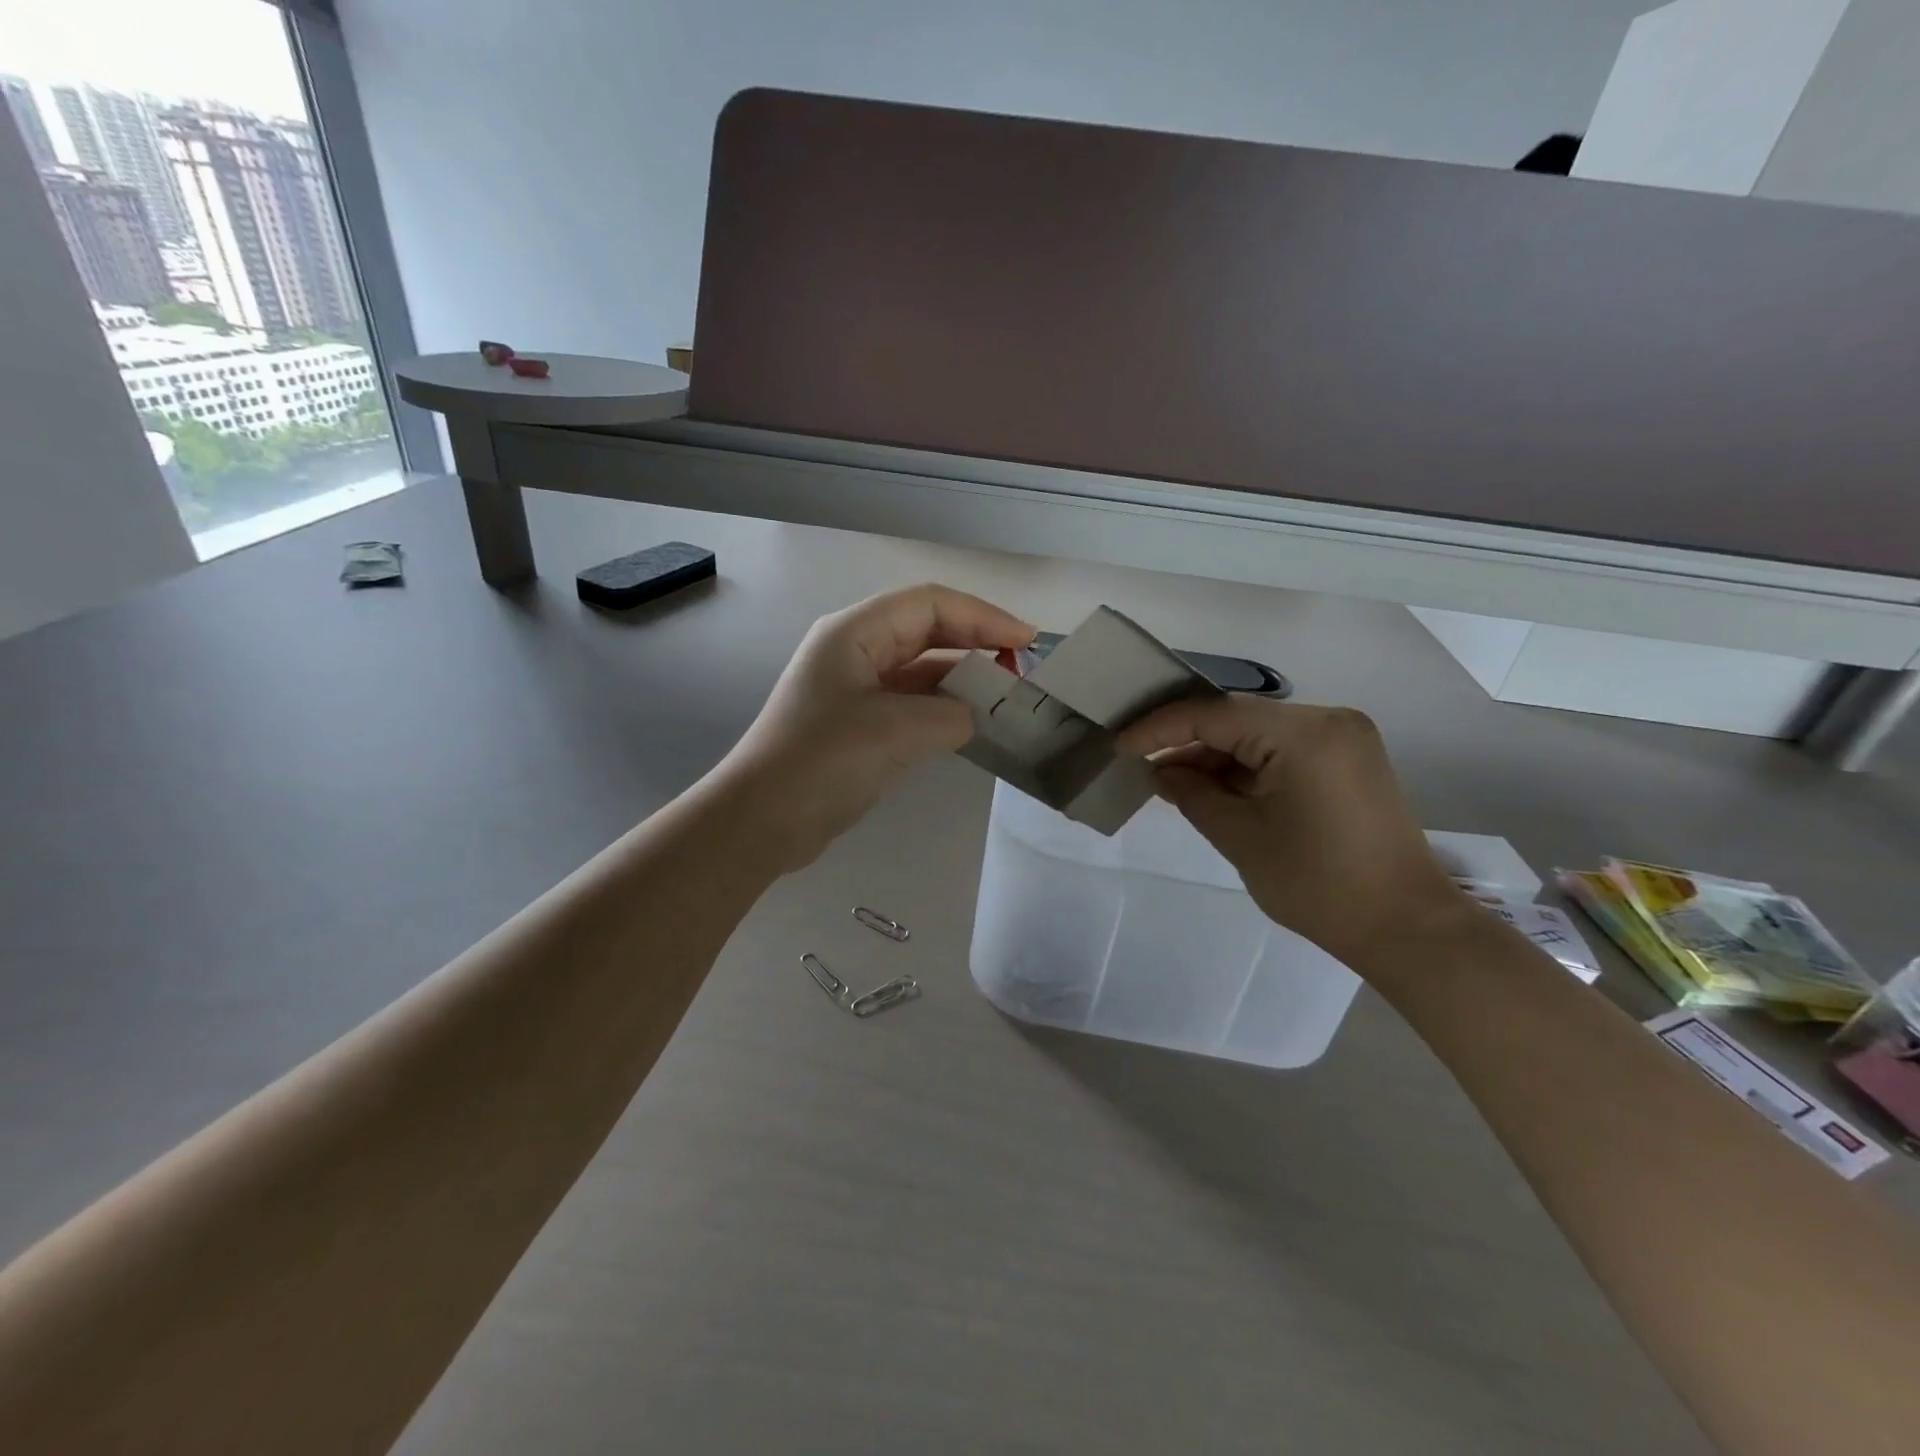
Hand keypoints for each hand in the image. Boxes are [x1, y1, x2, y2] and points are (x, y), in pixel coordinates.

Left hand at [717, 584, 1034, 872]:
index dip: (982, 616)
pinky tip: (972, 724)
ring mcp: (854, 688)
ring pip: (920, 668)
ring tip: (1006, 697)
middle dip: (976, 642)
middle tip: (1022, 668)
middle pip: (926, 630)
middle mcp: (854, 650)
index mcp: (854, 632)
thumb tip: (974, 716)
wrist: (762, 821)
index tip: (1026, 641)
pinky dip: (943, 708)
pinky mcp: (858, 723)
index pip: (930, 604)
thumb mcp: (895, 730)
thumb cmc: (823, 761)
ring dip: (962, 678)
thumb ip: (950, 714)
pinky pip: (910, 702)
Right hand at [1117, 697, 1470, 970]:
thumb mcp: (1241, 838)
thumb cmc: (1318, 886)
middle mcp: (1328, 720)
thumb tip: (1160, 771)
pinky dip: (1246, 766)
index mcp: (1304, 734)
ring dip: (1216, 755)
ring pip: (1259, 733)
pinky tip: (1214, 786)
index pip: (1214, 715)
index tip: (1120, 746)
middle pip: (1238, 719)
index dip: (1161, 728)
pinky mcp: (1349, 760)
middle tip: (1141, 764)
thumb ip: (1192, 794)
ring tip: (1171, 780)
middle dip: (1187, 741)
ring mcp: (1344, 738)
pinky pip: (1283, 749)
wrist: (1406, 927)